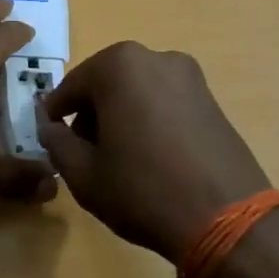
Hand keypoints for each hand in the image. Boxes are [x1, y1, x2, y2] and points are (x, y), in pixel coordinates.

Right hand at [39, 41, 269, 261]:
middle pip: (105, 84)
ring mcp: (189, 76)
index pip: (70, 87)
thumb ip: (57, 143)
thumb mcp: (83, 174)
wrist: (228, 220)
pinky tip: (150, 157)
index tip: (49, 139)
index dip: (54, 116)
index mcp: (118, 65)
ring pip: (136, 91)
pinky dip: (149, 120)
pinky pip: (164, 101)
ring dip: (120, 116)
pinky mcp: (211, 98)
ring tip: (119, 159)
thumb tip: (51, 128)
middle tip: (84, 153)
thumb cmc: (143, 191)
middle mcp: (155, 57)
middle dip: (90, 114)